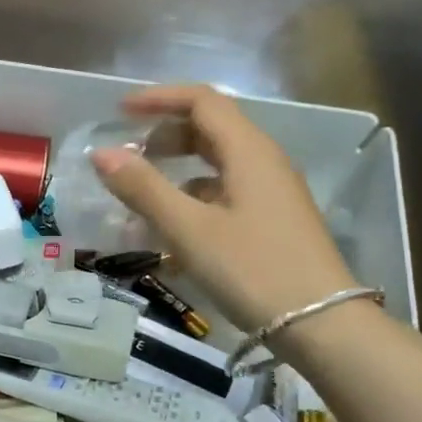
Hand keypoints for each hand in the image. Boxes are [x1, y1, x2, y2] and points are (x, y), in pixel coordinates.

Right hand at [92, 84, 359, 333]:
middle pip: (212, 128)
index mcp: (248, 151)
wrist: (320, 323)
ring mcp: (272, 192)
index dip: (159, 98)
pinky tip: (174, 228)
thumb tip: (101, 153)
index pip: (202, 101)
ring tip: (143, 193)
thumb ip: (143, 189)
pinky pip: (226, 191)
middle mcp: (264, 162)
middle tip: (129, 155)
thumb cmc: (251, 269)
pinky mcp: (272, 220)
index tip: (120, 111)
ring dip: (178, 167)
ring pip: (218, 163)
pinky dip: (194, 196)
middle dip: (166, 133)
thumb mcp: (189, 229)